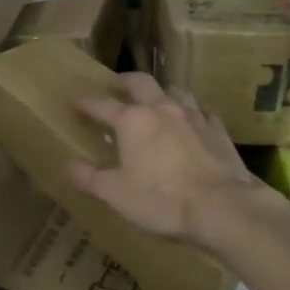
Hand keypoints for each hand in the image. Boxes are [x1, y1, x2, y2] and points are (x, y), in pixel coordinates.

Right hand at [66, 73, 268, 242]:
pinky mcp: (218, 130)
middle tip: (116, 86)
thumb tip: (68, 165)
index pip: (102, 105)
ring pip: (175, 91)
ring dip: (161, 92)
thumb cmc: (161, 200)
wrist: (222, 207)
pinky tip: (191, 125)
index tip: (76, 101)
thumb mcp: (115, 194)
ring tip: (156, 101)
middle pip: (141, 83)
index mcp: (132, 120)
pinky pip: (201, 113)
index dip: (86, 103)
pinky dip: (191, 115)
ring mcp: (193, 116)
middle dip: (125, 82)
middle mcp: (162, 109)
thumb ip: (89, 177)